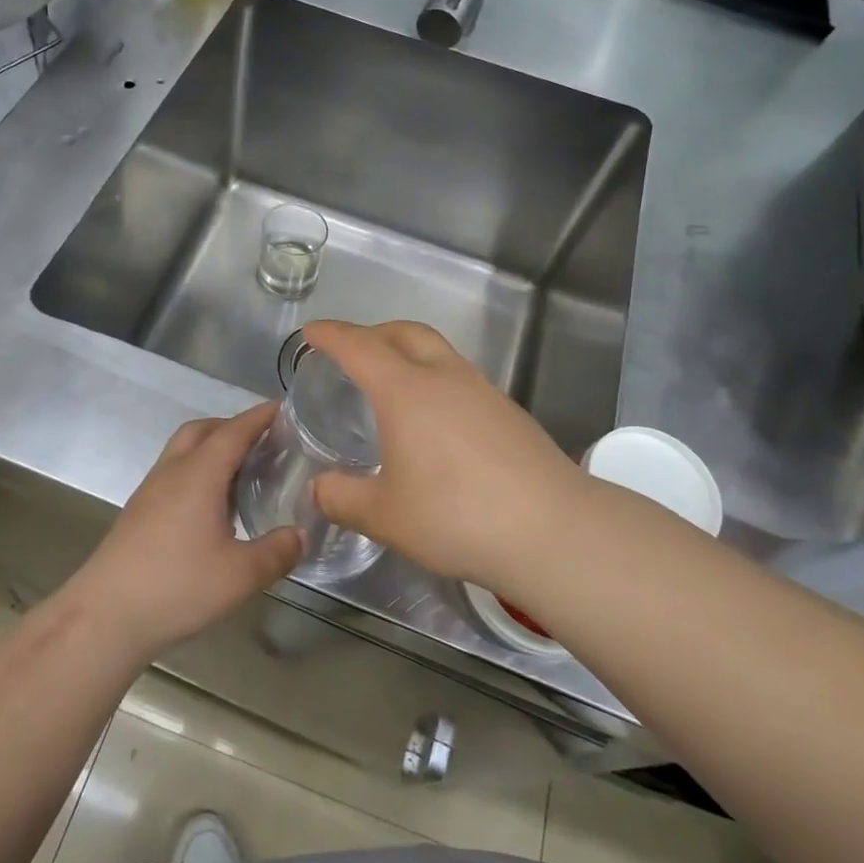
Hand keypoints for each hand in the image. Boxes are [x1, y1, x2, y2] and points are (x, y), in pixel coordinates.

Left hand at [66, 404, 303, 661]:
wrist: (105, 615)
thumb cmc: (176, 586)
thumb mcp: (240, 575)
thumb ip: (277, 552)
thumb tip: (301, 535)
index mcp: (200, 473)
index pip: (235, 430)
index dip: (260, 416)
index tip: (284, 408)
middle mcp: (173, 471)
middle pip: (203, 430)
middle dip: (233, 426)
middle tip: (264, 441)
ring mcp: (151, 490)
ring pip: (183, 450)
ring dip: (212, 448)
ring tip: (241, 472)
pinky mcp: (138, 511)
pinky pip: (173, 473)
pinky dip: (197, 472)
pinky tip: (211, 506)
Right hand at [305, 320, 588, 597]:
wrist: (552, 530)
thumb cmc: (456, 516)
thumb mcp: (385, 515)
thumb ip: (343, 498)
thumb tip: (320, 488)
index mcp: (406, 391)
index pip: (359, 346)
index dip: (331, 335)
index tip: (311, 332)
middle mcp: (445, 377)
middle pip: (405, 332)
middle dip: (373, 333)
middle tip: (352, 352)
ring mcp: (483, 390)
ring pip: (438, 352)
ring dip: (408, 353)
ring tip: (392, 385)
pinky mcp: (509, 411)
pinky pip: (460, 378)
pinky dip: (435, 380)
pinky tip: (435, 420)